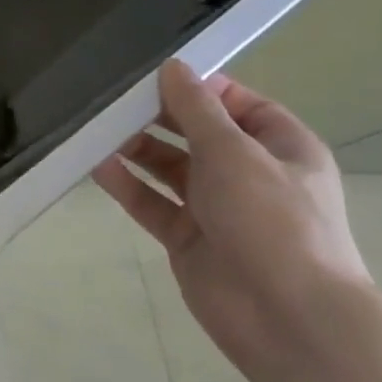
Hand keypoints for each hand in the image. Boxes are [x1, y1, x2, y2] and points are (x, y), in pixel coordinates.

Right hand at [93, 60, 371, 374]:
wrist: (285, 314)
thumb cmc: (271, 219)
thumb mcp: (234, 151)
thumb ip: (196, 108)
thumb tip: (173, 67)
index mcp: (282, 149)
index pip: (240, 105)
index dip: (201, 89)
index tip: (154, 77)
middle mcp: (250, 175)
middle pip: (197, 135)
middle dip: (158, 118)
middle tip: (113, 101)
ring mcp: (217, 208)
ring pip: (169, 168)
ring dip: (137, 149)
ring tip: (97, 130)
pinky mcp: (187, 237)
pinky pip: (151, 202)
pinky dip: (126, 184)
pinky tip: (96, 165)